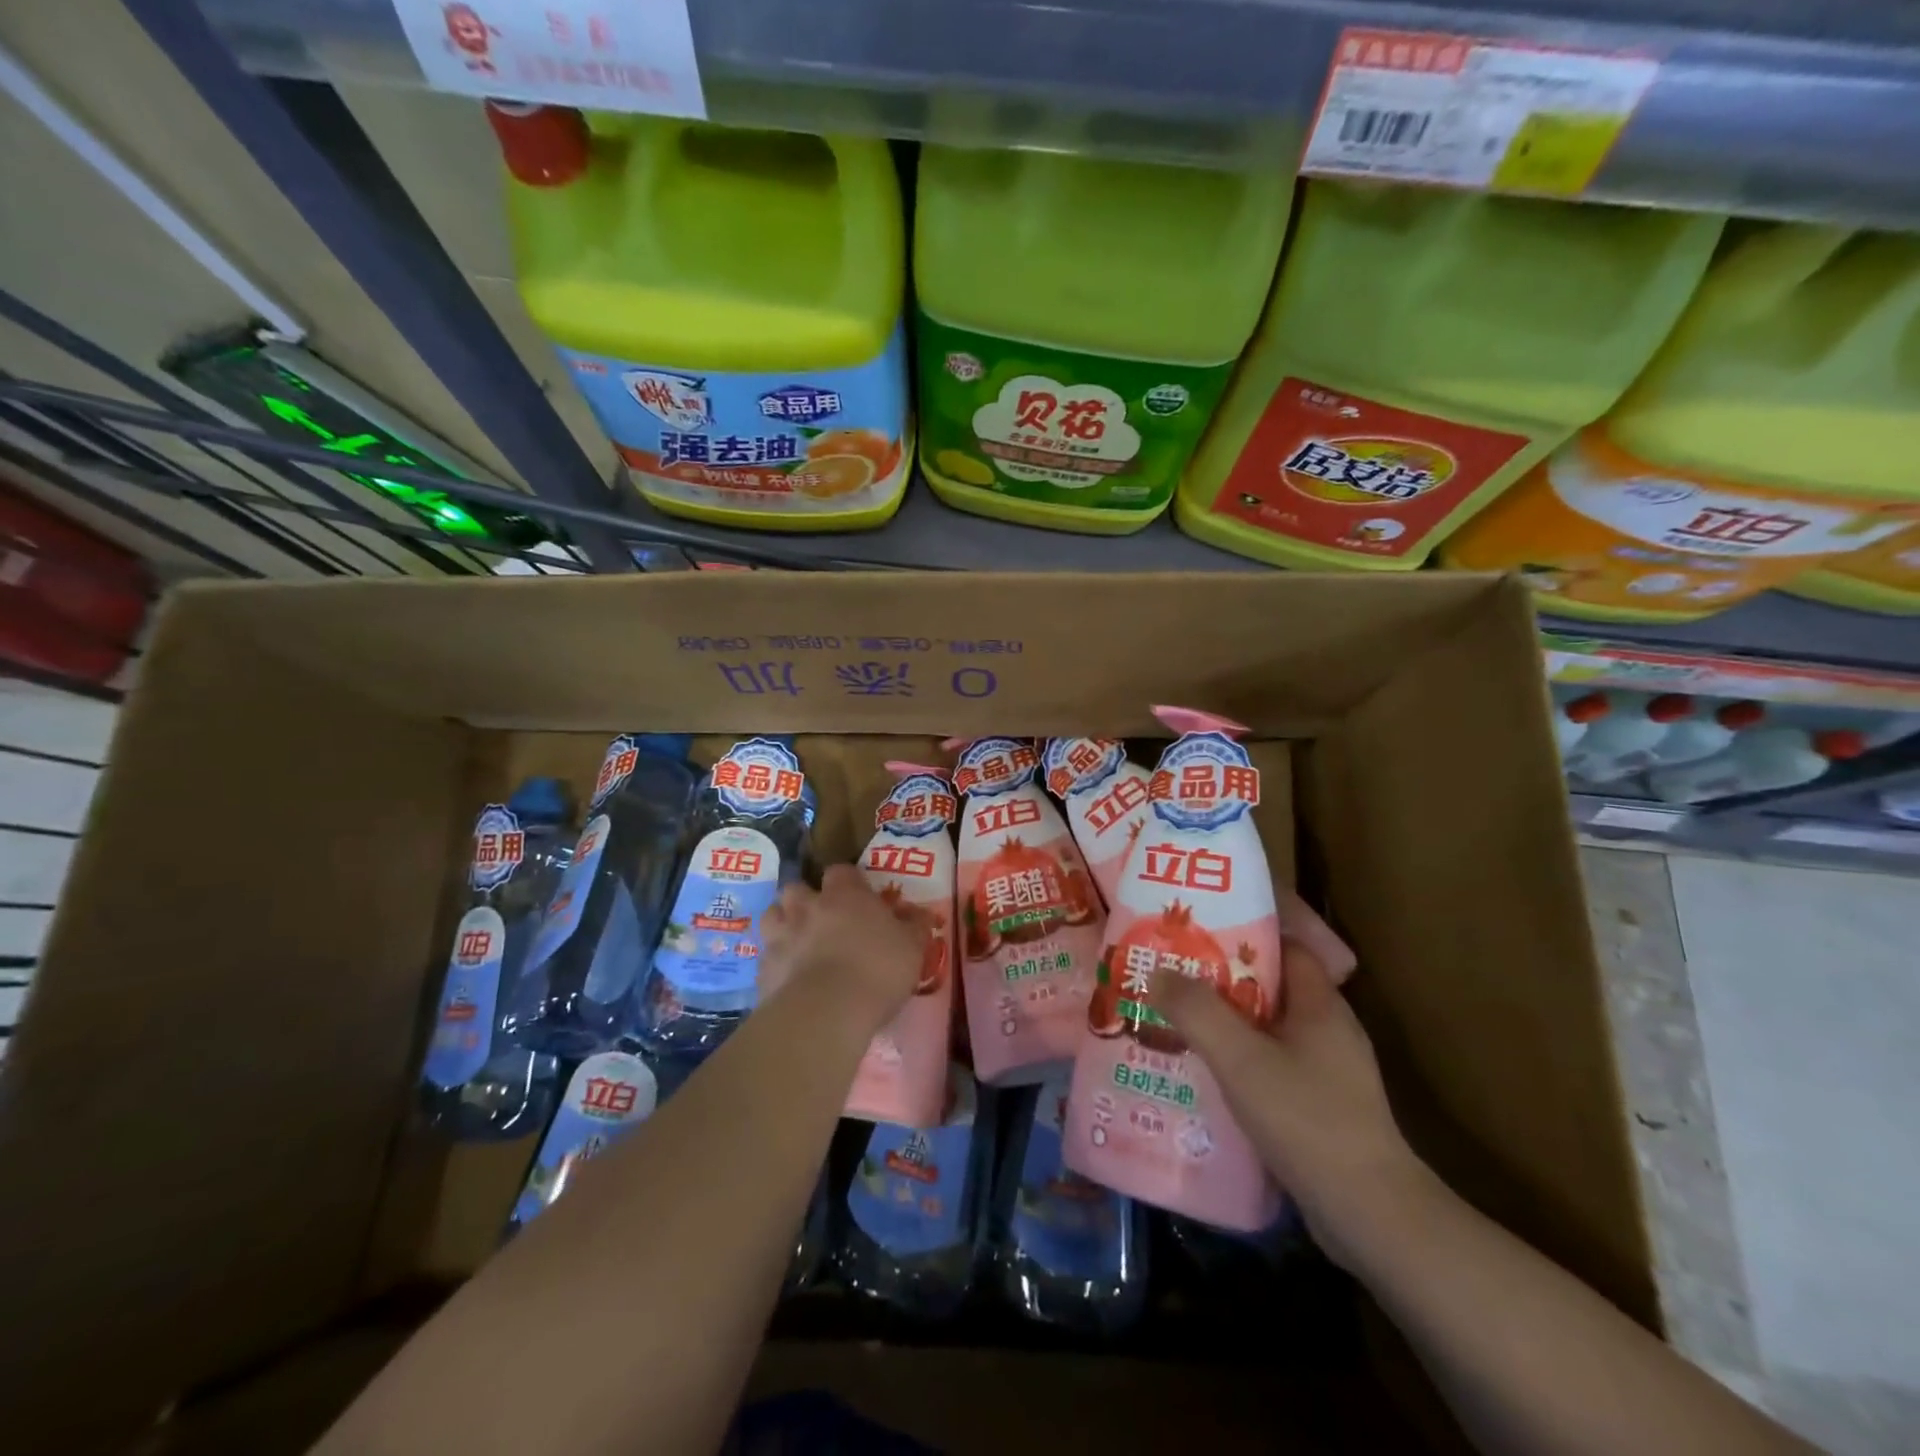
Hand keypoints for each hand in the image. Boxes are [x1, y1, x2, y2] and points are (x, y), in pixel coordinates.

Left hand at [759, 865, 929, 1037]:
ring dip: (784, 924)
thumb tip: (918, 913)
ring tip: (799, 943)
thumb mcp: (912, 947)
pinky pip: (766, 955)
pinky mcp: (763, 969)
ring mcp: (780, 936)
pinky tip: (789, 978)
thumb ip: (914, 926)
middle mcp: (807, 906)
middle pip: (796, 888)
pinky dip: (776, 961)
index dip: (848, 882)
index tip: (859, 898)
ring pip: (772, 916)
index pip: (840, 871)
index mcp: (844, 895)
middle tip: (823, 920)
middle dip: (806, 900)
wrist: (826, 1012)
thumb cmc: (877, 969)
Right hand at [1153, 939, 1422, 1269]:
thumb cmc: (1307, 1119)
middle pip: (1271, 987)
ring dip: (1227, 1025)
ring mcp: (1329, 1071)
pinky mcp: (1322, 1108)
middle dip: (1222, 981)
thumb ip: (1196, 1011)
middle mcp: (1329, 1029)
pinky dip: (1240, 1062)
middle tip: (1174, 977)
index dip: (1244, 933)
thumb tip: (1158, 970)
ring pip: (1268, 1029)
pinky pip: (1272, 1066)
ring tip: (1178, 1022)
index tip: (1198, 933)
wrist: (1370, 1215)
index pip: (1286, 946)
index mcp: (1321, 1004)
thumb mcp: (1240, 1059)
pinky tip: (1206, 1075)